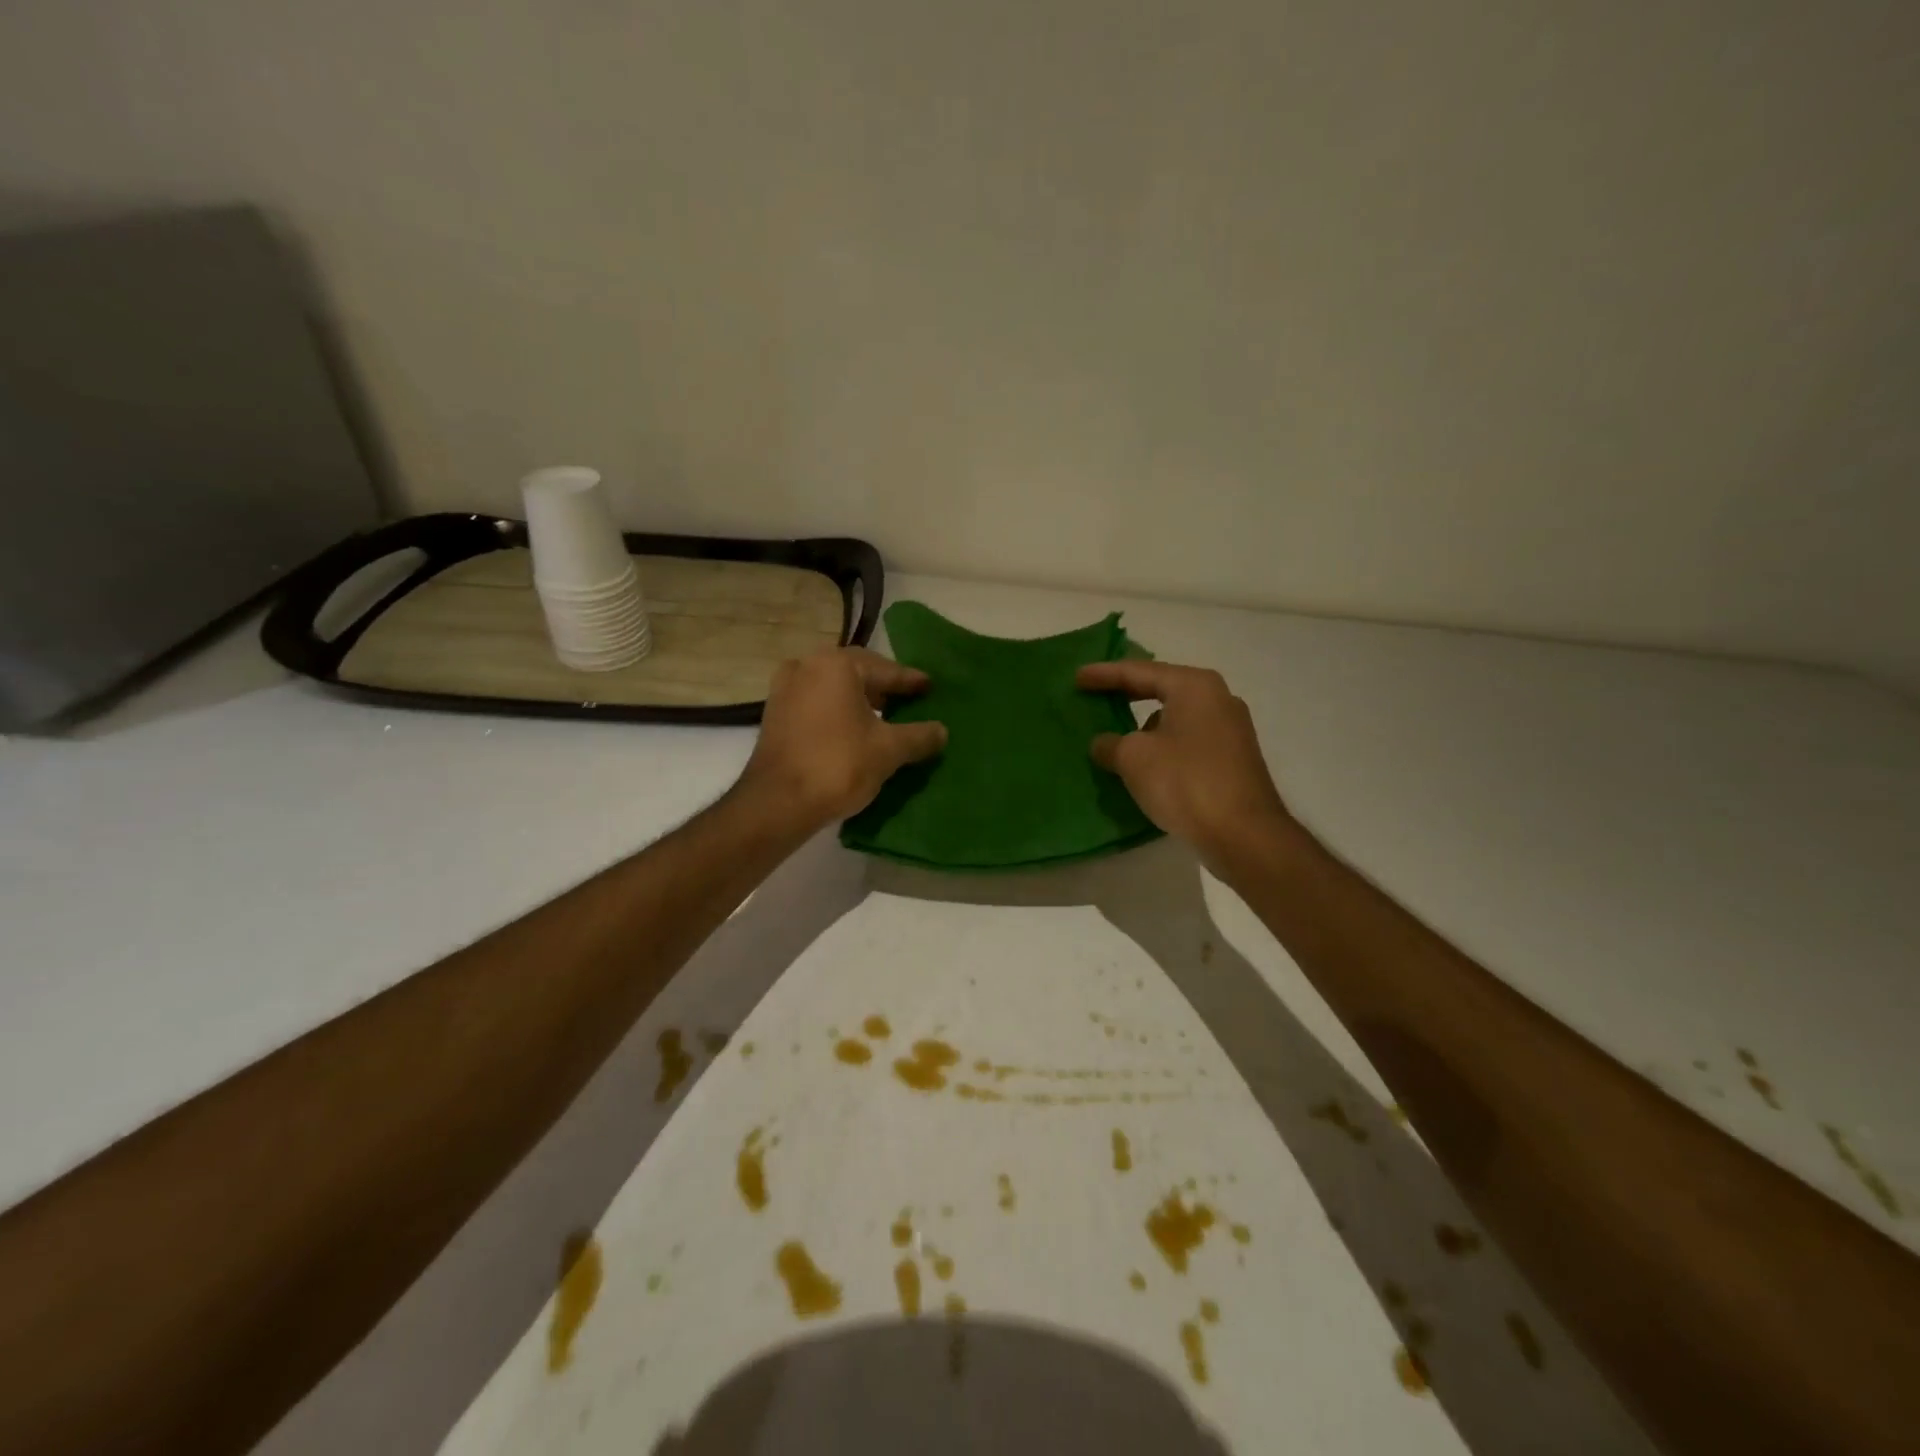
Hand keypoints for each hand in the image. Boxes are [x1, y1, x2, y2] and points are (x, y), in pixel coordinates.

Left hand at [741, 647, 946, 829]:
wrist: (778, 802)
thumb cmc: (838, 765)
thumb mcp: (889, 750)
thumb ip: (919, 736)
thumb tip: (942, 731)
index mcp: (837, 665)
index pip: (886, 670)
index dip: (911, 681)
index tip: (930, 687)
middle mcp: (807, 665)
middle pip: (857, 672)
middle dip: (883, 687)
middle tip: (909, 699)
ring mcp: (785, 688)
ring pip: (833, 686)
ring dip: (859, 698)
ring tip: (884, 715)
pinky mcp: (775, 712)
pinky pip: (815, 702)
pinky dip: (837, 710)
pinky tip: (853, 728)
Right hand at [1077, 659, 1291, 865]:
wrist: (1244, 834)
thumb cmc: (1185, 782)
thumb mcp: (1133, 758)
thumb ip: (1110, 744)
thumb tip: (1104, 744)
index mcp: (1194, 687)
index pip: (1139, 672)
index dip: (1104, 674)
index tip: (1077, 677)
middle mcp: (1218, 699)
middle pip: (1161, 689)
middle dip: (1126, 695)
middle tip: (1094, 696)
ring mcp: (1230, 730)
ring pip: (1175, 718)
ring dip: (1145, 726)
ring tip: (1115, 737)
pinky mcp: (1233, 760)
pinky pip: (1187, 742)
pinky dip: (1162, 746)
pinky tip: (1144, 765)